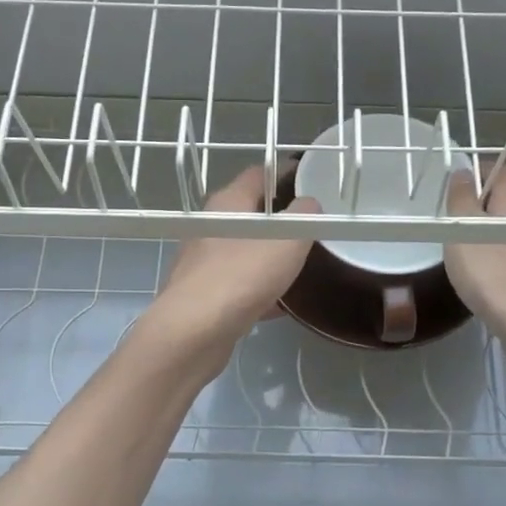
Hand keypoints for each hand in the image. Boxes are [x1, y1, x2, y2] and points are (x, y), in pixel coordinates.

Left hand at [149, 163, 319, 364]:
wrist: (193, 332)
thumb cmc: (242, 276)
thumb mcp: (288, 240)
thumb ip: (305, 217)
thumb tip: (310, 204)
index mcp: (228, 204)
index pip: (258, 174)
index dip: (285, 172)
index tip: (312, 180)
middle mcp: (210, 227)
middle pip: (251, 213)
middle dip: (281, 218)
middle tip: (313, 226)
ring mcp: (203, 261)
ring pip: (244, 250)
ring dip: (269, 254)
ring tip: (302, 263)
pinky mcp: (203, 294)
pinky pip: (238, 282)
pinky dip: (260, 287)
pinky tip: (281, 304)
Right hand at [444, 164, 505, 358]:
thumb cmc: (497, 274)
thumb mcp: (464, 231)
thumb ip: (460, 199)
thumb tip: (462, 172)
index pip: (494, 168)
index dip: (470, 174)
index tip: (447, 192)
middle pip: (504, 200)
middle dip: (477, 209)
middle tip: (450, 227)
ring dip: (488, 237)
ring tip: (463, 255)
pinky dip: (501, 262)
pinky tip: (486, 281)